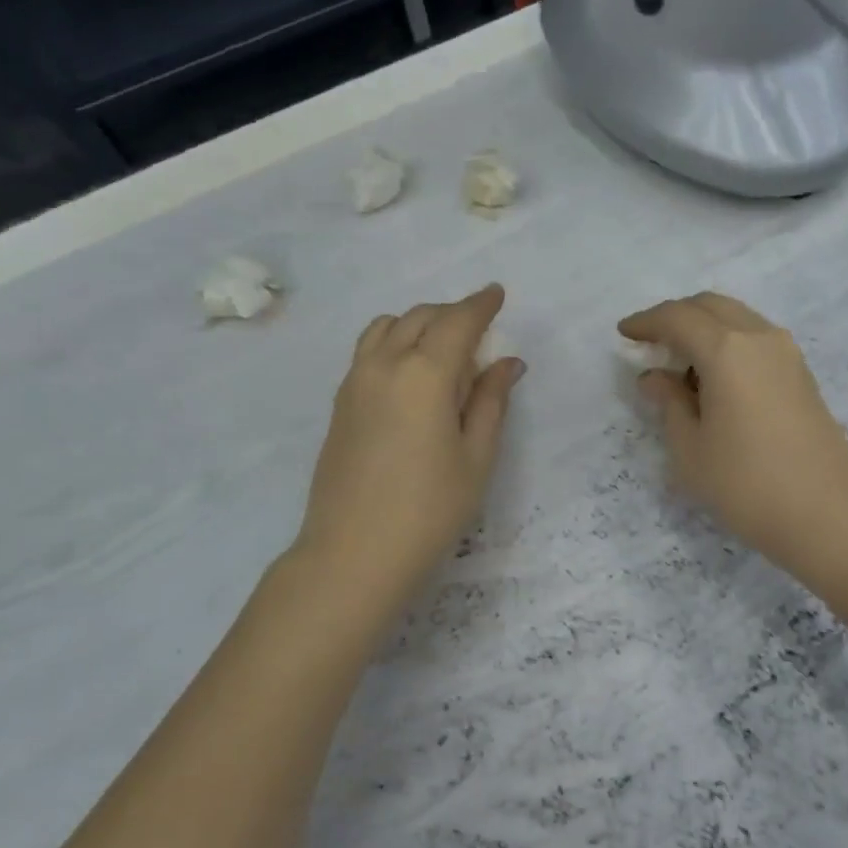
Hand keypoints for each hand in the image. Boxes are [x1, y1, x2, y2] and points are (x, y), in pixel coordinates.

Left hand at [295, 285, 524, 598]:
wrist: (353, 554)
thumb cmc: (429, 510)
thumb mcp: (476, 457)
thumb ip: (491, 402)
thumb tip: (507, 364)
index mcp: (425, 374)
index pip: (457, 322)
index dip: (480, 304)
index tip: (497, 293)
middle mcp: (384, 365)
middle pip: (420, 317)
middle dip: (452, 314)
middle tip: (479, 332)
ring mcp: (354, 382)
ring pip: (387, 327)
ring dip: (419, 324)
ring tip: (443, 351)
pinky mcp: (340, 403)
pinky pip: (369, 351)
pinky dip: (394, 343)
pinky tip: (412, 376)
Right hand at [619, 293, 847, 574]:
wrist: (824, 514)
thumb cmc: (744, 484)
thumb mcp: (690, 449)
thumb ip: (669, 403)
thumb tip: (655, 377)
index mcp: (727, 350)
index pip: (677, 318)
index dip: (646, 322)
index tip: (624, 334)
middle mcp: (760, 338)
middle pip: (710, 306)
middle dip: (676, 316)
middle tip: (651, 343)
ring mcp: (787, 354)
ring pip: (738, 318)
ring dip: (705, 328)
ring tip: (681, 364)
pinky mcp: (802, 374)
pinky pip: (756, 339)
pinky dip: (729, 344)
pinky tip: (716, 379)